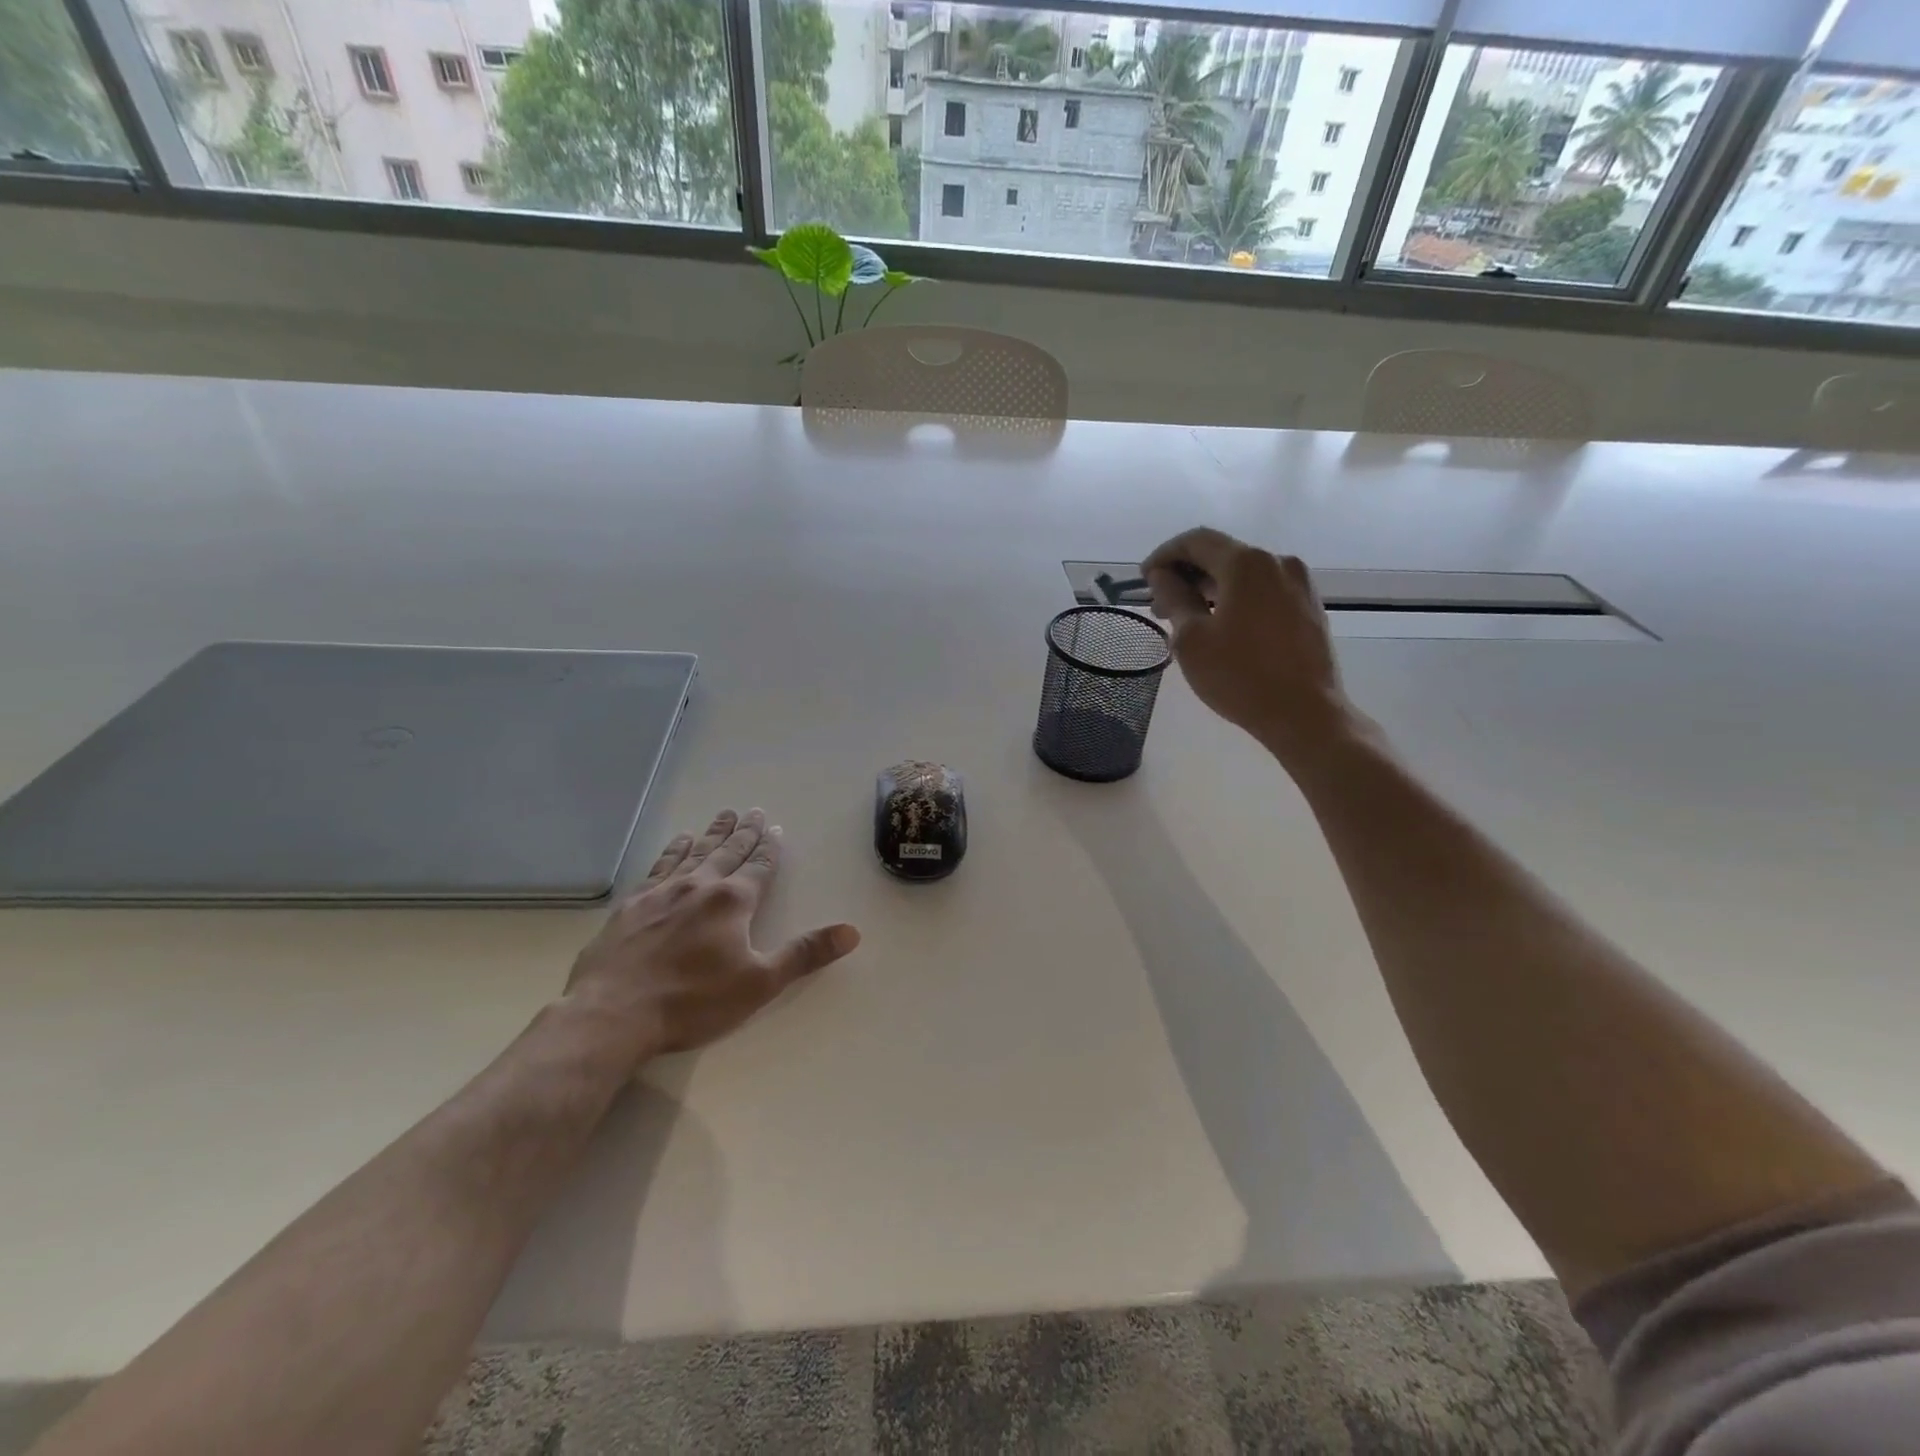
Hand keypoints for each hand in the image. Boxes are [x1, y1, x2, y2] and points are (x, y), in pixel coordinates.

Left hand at [564, 808, 859, 1064]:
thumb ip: (804, 954)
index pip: (759, 868)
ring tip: (723, 816)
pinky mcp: (631, 906)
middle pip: (727, 852)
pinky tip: (675, 844)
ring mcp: (661, 893)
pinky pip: (658, 867)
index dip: (770, 849)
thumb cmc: (692, 1001)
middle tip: (753, 811)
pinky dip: (671, 851)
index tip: (776, 829)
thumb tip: (852, 931)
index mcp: (732, 902)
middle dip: (744, 833)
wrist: (611, 1014)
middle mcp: (698, 886)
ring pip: (693, 853)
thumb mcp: (759, 983)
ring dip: (711, 834)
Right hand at [1142, 527, 1361, 764]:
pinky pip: (1263, 591)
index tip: (1144, 580)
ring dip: (1210, 589)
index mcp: (1247, 563)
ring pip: (1243, 575)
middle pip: (1222, 555)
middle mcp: (1277, 562)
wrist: (1304, 713)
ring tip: (1187, 621)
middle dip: (1186, 575)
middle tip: (1160, 607)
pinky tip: (1221, 627)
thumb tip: (1162, 576)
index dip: (1164, 555)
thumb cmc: (1239, 675)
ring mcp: (1299, 584)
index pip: (1197, 541)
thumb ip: (1174, 598)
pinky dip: (1235, 600)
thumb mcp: (1191, 638)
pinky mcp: (1308, 608)